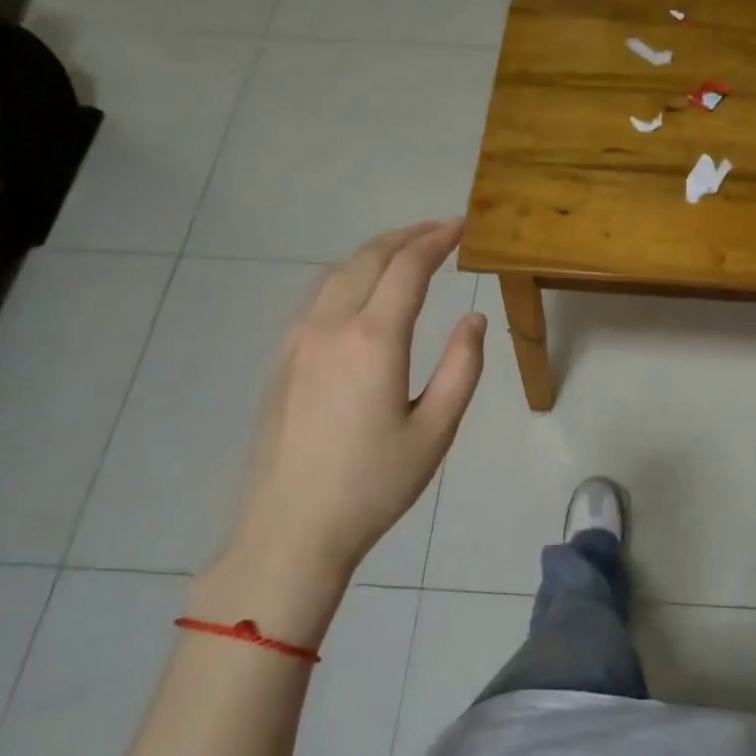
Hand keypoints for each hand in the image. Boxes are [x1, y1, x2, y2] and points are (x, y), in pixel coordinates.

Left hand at [190, 221, 485, 646]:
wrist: (290, 530)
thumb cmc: (374, 484)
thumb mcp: (436, 430)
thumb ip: (462, 368)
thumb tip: (474, 320)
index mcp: (373, 340)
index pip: (408, 268)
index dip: (437, 240)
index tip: (462, 225)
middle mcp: (329, 327)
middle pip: (368, 259)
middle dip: (406, 236)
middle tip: (440, 231)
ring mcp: (297, 341)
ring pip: (337, 274)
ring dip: (374, 254)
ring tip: (407, 253)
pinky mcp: (282, 360)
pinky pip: (318, 299)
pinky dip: (349, 278)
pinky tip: (365, 295)